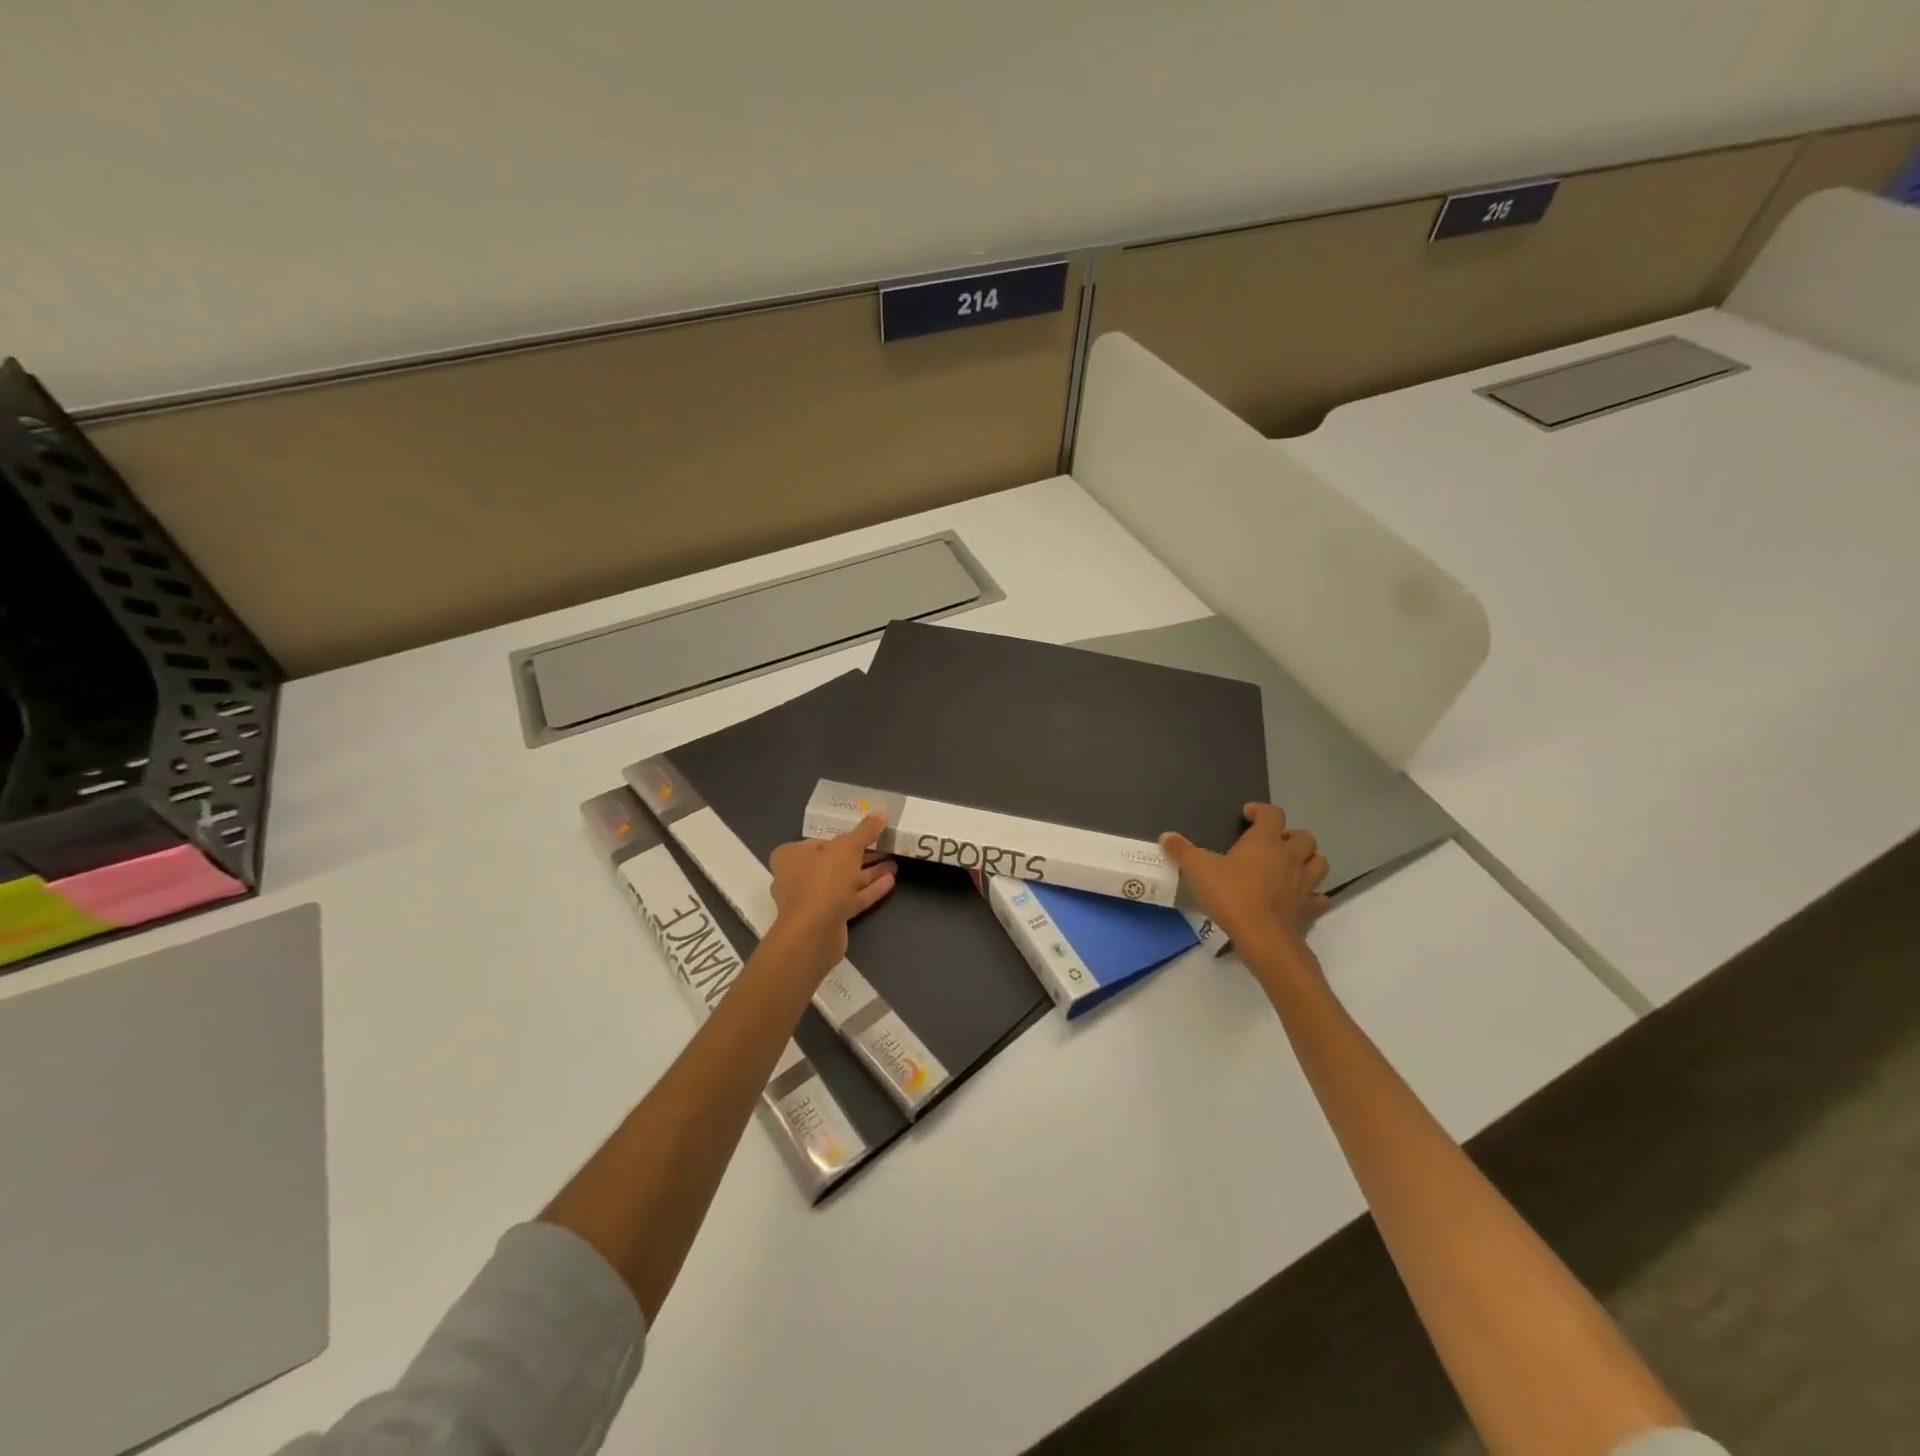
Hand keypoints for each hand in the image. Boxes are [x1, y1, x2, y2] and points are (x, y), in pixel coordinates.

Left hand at [766, 814, 895, 980]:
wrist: (814, 932)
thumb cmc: (823, 880)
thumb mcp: (847, 847)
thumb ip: (865, 831)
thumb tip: (881, 813)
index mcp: (791, 856)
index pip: (816, 841)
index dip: (839, 838)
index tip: (862, 835)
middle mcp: (797, 877)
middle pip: (833, 862)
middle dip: (860, 856)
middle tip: (884, 848)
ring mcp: (812, 901)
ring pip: (844, 882)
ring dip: (868, 873)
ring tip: (894, 864)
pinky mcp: (827, 919)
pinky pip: (850, 900)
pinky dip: (868, 891)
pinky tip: (890, 882)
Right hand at [1161, 804, 1330, 963]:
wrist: (1264, 938)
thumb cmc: (1232, 895)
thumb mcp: (1198, 870)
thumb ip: (1182, 851)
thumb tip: (1166, 836)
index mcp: (1266, 841)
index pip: (1272, 814)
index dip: (1261, 811)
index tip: (1248, 814)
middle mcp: (1291, 857)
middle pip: (1304, 838)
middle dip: (1291, 836)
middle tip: (1274, 843)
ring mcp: (1305, 883)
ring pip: (1319, 863)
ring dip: (1308, 861)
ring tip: (1291, 867)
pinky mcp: (1311, 909)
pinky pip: (1319, 897)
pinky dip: (1313, 895)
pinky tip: (1299, 899)